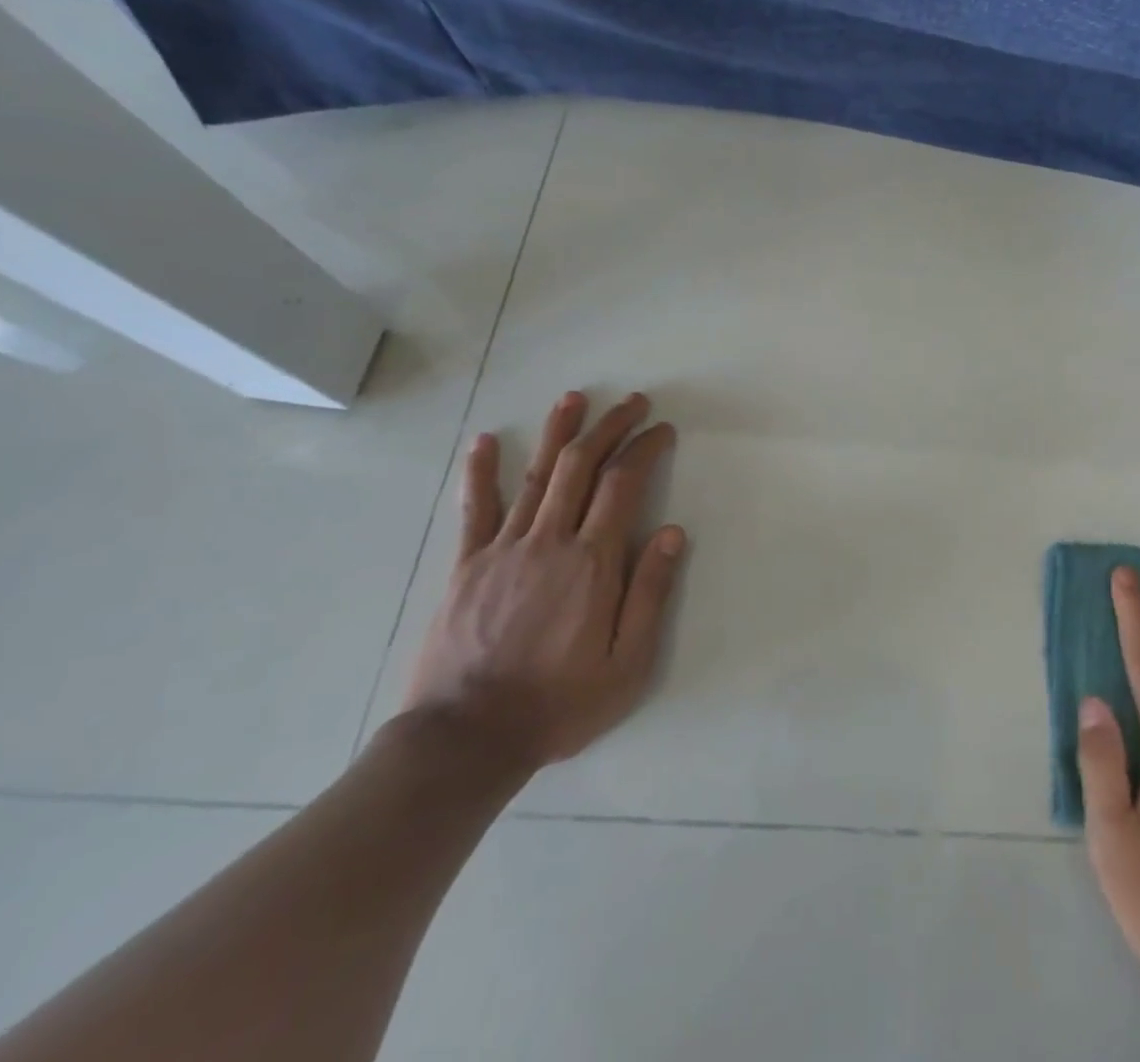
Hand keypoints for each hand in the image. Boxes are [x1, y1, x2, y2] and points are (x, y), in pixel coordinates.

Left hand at [402, 390, 684, 770]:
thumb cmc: (558, 703)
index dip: (644, 448)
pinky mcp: (466, 566)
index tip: (661, 429)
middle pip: (581, 466)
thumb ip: (650, 594)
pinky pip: (475, 510)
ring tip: (575, 398)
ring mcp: (503, 549)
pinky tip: (486, 440)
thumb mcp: (627, 663)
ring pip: (535, 475)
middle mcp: (549, 541)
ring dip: (558, 432)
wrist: (465, 740)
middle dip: (610, 426)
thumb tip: (674, 532)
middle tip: (632, 401)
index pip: (624, 484)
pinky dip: (481, 472)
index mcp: (592, 562)